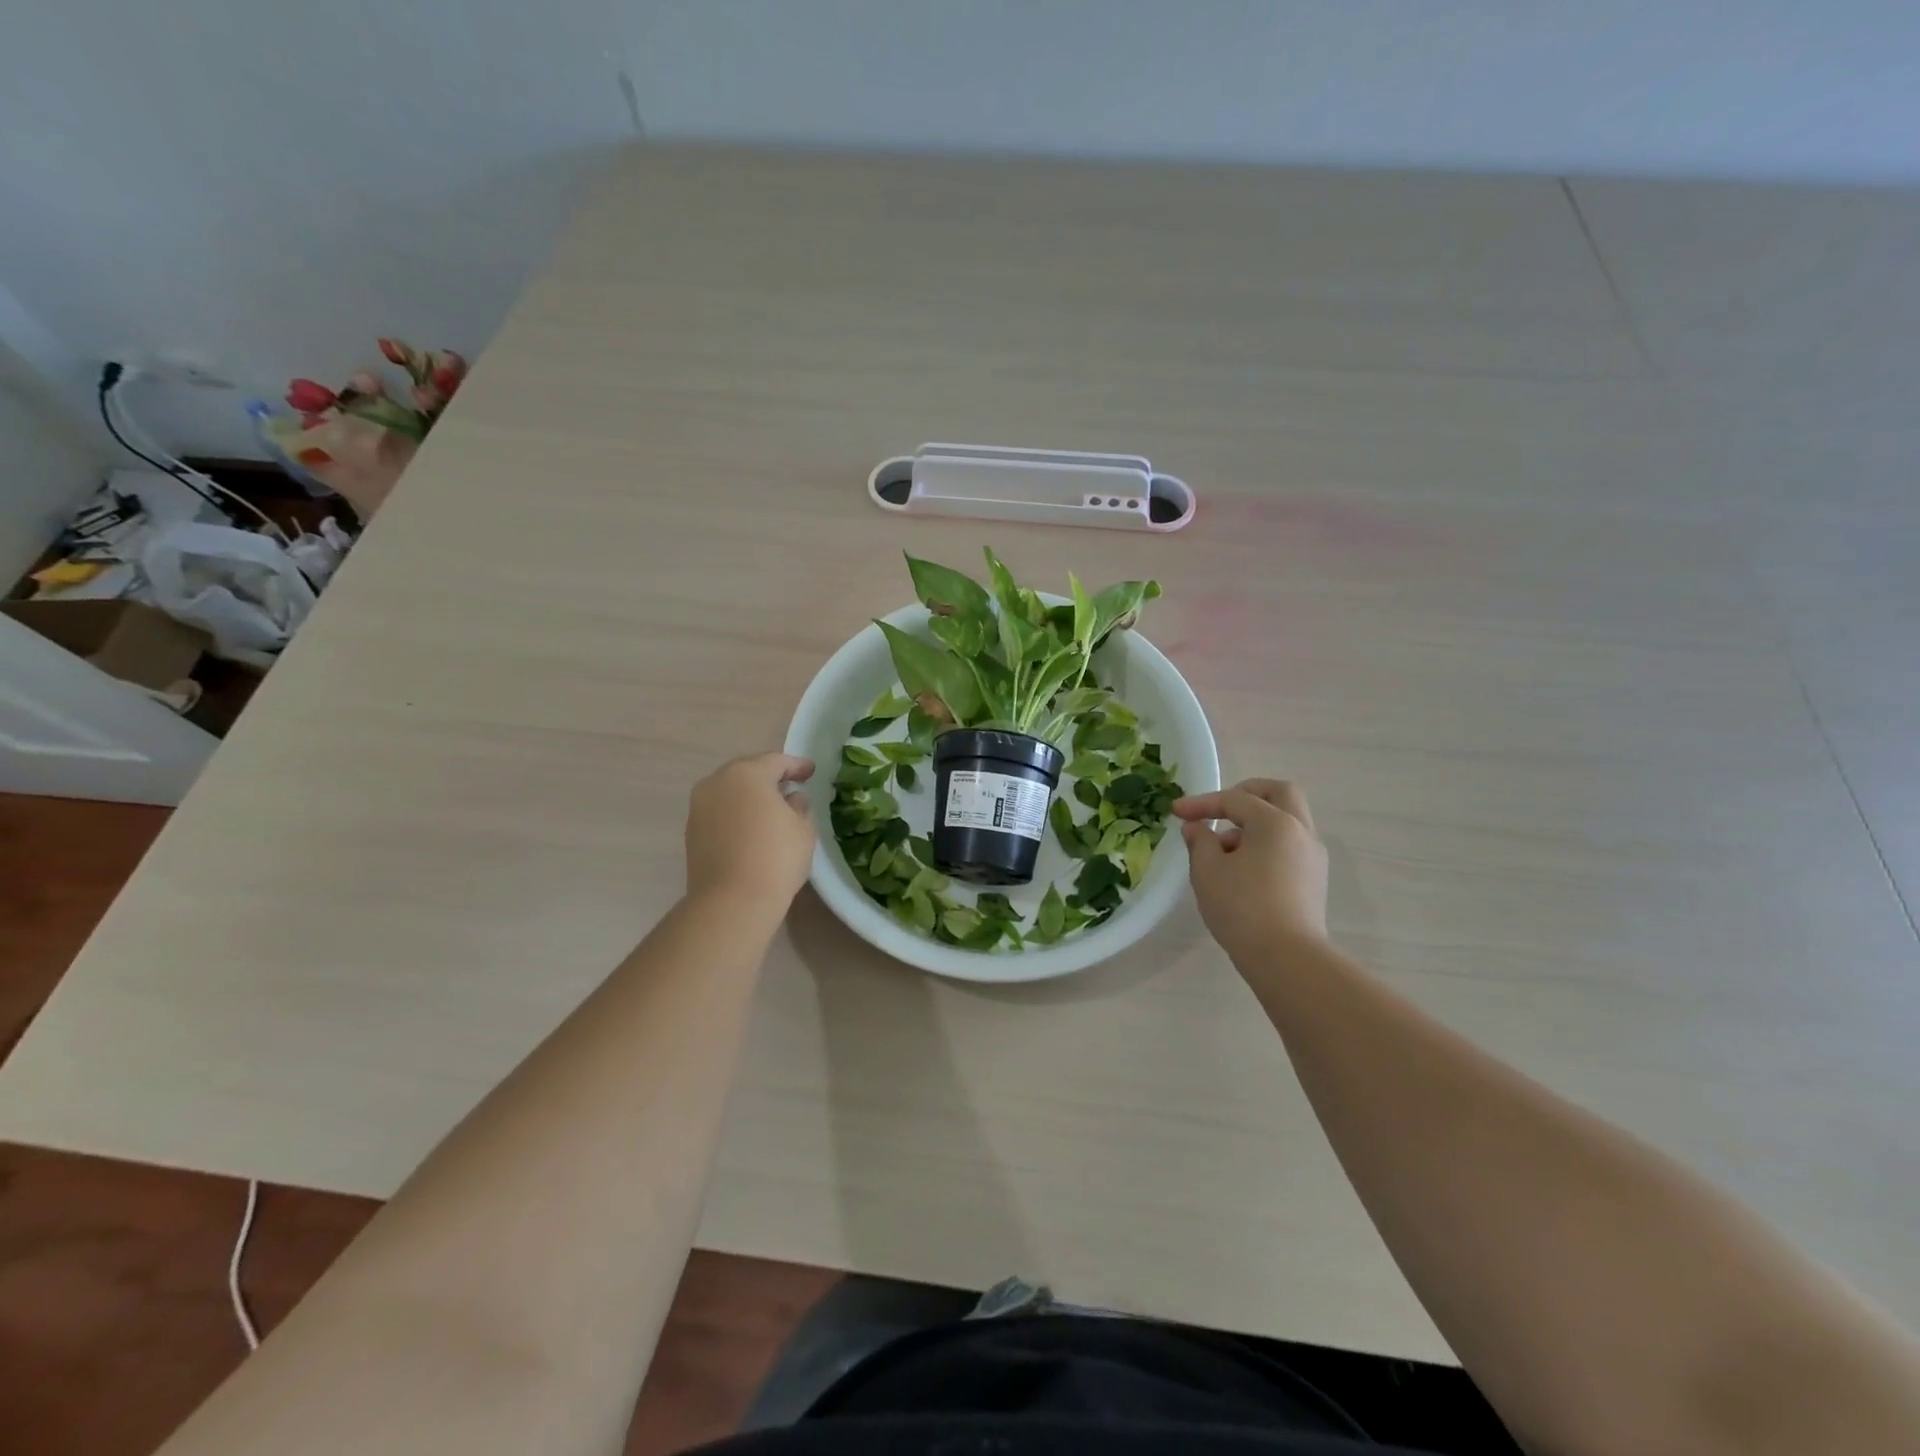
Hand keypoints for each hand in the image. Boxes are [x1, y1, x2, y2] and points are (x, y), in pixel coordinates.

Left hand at [685, 753, 816, 908]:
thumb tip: (793, 799)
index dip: (797, 765)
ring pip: (731, 792)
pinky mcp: (692, 831)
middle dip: (770, 777)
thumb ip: (799, 806)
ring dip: (751, 796)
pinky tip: (751, 828)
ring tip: (771, 809)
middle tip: (791, 786)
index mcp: (747, 773)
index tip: (811, 772)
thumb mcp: (802, 829)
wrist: (731, 901)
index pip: (776, 761)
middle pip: (748, 772)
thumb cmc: (776, 857)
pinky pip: (720, 812)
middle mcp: (717, 782)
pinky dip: (737, 814)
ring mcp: (699, 807)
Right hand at [1173, 779, 1328, 959]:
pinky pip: (1289, 846)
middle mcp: (1301, 832)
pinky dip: (1266, 844)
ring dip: (1255, 823)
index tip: (1176, 812)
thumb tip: (1198, 828)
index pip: (1235, 800)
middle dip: (1246, 794)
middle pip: (1279, 793)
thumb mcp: (1207, 871)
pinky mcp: (1314, 881)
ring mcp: (1313, 857)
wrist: (1287, 958)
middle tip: (1221, 808)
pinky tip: (1242, 870)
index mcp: (1276, 823)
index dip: (1202, 803)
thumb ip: (1200, 841)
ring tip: (1222, 850)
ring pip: (1287, 821)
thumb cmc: (1242, 907)